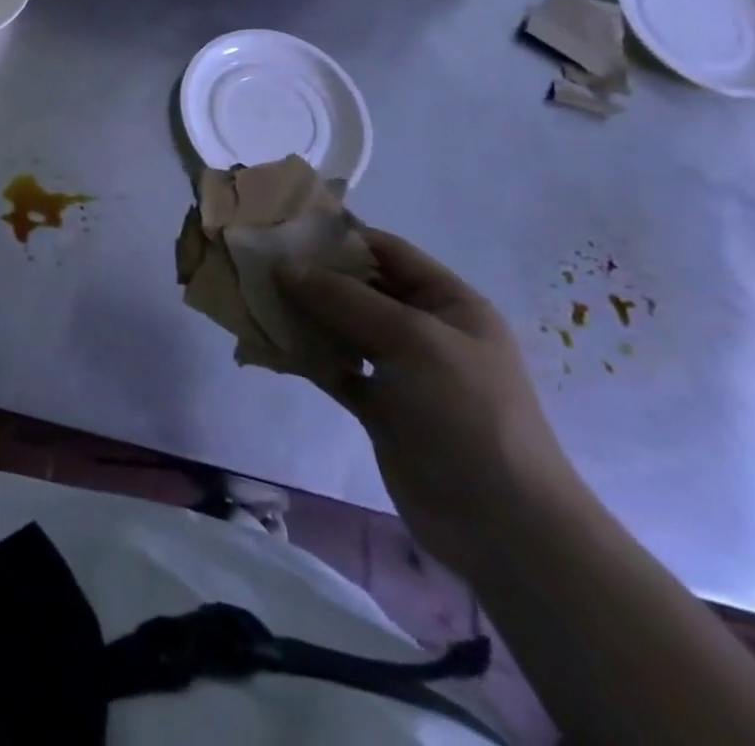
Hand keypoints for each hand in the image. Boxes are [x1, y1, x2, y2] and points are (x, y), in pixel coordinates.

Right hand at [276, 228, 586, 576]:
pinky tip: (266, 346)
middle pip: (357, 288)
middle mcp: (423, 330)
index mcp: (448, 303)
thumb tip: (282, 266)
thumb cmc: (468, 412)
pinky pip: (333, 367)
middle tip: (254, 263)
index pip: (386, 252)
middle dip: (309, 275)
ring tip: (251, 300)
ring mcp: (400, 370)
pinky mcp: (379, 406)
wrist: (503, 526)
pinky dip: (303, 356)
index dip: (338, 236)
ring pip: (339, 327)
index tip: (282, 228)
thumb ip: (344, 299)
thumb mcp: (412, 340)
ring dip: (300, 315)